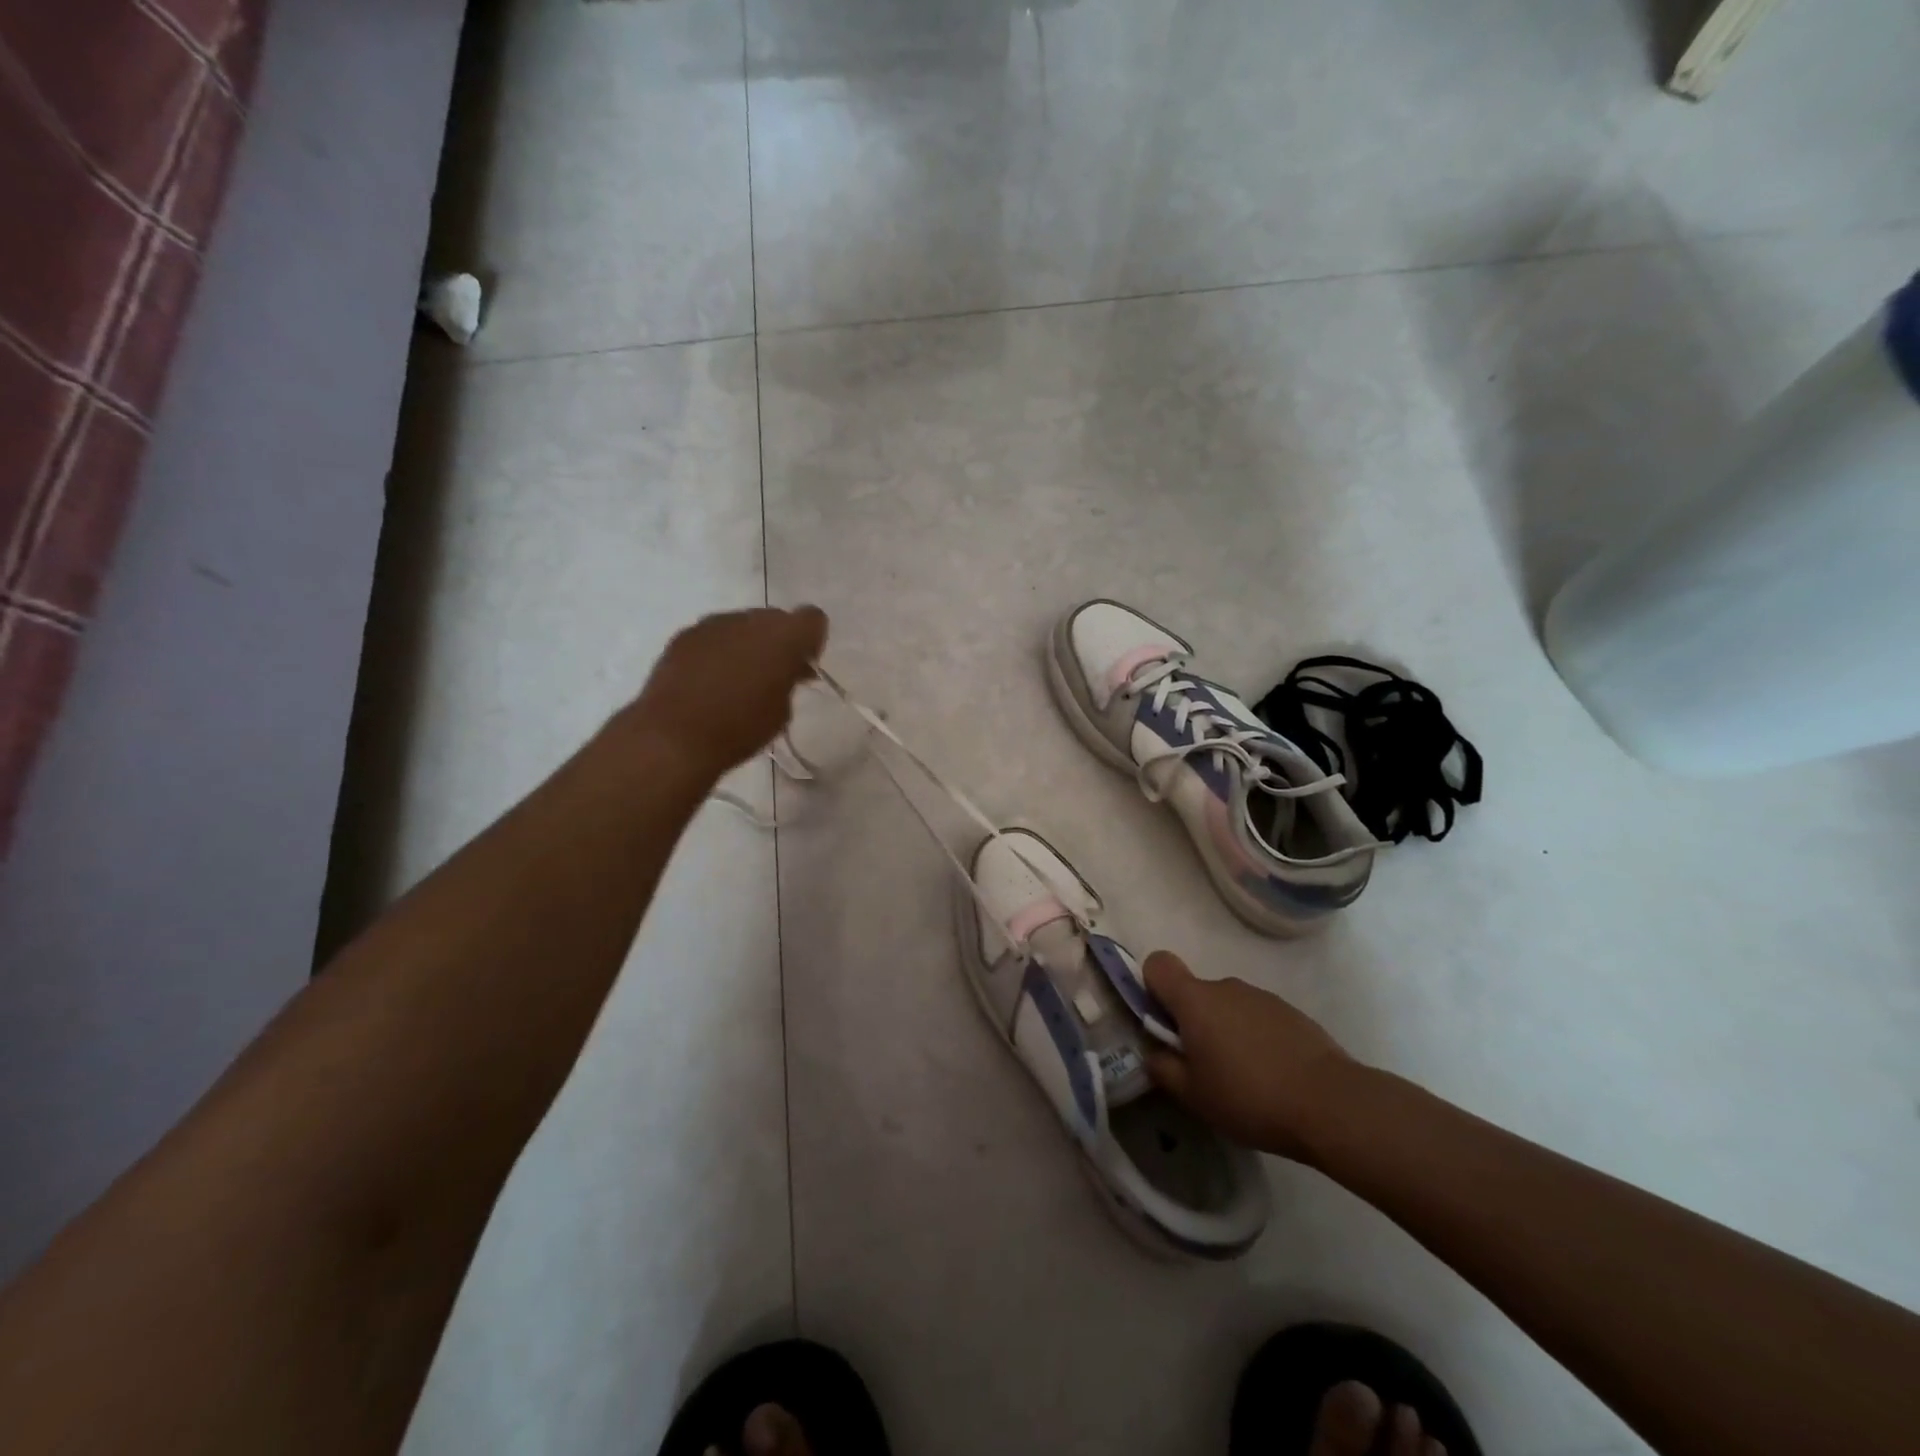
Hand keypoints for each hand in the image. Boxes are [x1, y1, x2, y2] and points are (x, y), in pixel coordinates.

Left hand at [627, 606, 827, 781]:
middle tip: (773, 675)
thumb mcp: (782, 712)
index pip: (813, 619)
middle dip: (779, 642)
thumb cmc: (740, 729)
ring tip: (738, 680)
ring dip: (747, 645)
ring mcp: (713, 624)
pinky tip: (709, 681)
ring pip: (743, 625)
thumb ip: (789, 680)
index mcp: (783, 636)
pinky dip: (719, 652)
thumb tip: (785, 670)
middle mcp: (750, 620)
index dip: (812, 641)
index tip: (803, 667)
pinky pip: (714, 636)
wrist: (673, 736)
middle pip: (776, 619)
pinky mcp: (684, 635)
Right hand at [1142, 951, 1358, 1162]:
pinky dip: (1256, 1039)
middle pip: (1195, 992)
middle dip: (1192, 1022)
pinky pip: (1258, 1018)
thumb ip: (1163, 1068)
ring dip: (1226, 1032)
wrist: (1332, 1104)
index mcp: (1195, 1000)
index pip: (1158, 964)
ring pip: (1228, 1007)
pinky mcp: (1291, 1013)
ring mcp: (1262, 997)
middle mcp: (1226, 986)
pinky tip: (1273, 1077)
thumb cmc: (1250, 1097)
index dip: (1151, 986)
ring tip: (1243, 1079)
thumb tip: (1154, 1053)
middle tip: (1203, 1067)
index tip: (1161, 1023)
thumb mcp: (1193, 1095)